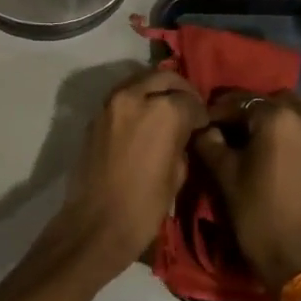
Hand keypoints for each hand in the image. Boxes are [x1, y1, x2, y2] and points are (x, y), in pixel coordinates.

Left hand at [57, 68, 205, 273]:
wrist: (96, 223)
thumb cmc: (144, 206)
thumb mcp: (178, 174)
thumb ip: (183, 142)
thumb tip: (184, 132)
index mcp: (164, 111)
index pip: (191, 100)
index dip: (201, 114)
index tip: (203, 125)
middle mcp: (136, 95)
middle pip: (165, 77)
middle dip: (180, 90)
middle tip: (188, 109)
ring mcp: (112, 102)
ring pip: (141, 80)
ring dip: (156, 89)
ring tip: (166, 109)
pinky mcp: (96, 114)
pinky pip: (123, 96)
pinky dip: (137, 99)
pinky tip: (144, 119)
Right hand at [192, 91, 300, 293]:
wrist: (298, 259)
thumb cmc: (256, 213)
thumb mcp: (224, 174)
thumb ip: (210, 141)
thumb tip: (204, 128)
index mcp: (277, 117)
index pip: (239, 101)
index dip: (217, 112)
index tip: (201, 122)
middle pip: (269, 99)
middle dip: (247, 109)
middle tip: (227, 128)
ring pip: (292, 109)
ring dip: (270, 116)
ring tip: (250, 137)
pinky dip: (288, 128)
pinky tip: (270, 148)